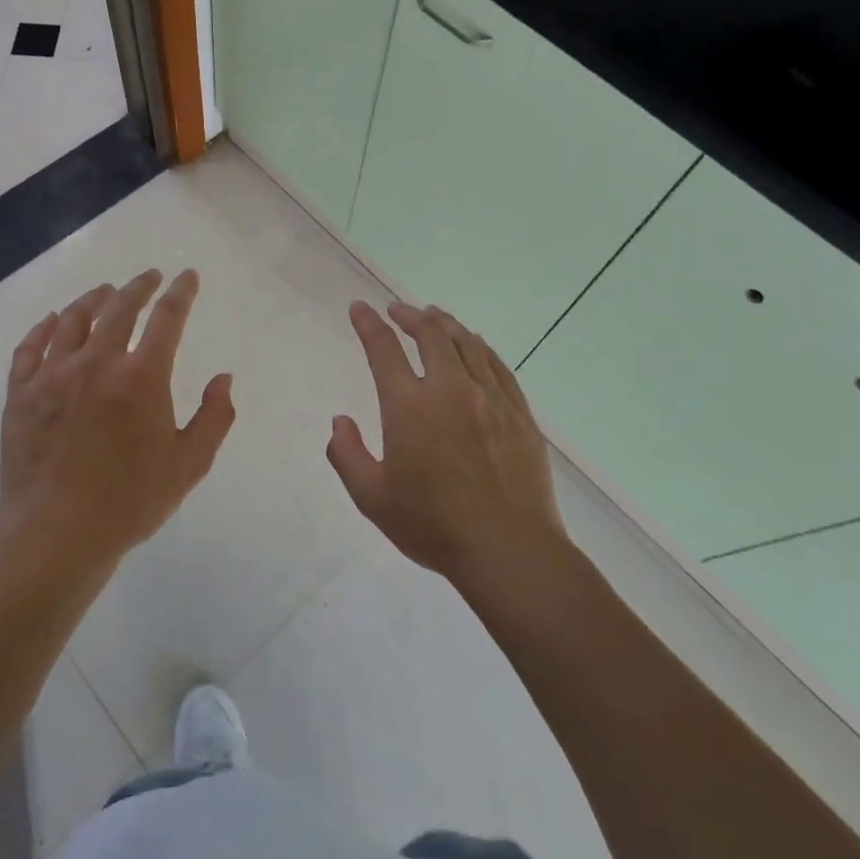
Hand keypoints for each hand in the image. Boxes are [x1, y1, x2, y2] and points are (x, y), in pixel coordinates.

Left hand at [0, 269, 234, 575]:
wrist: (57, 533)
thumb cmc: (130, 501)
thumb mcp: (189, 464)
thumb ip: (214, 417)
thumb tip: (223, 378)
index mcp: (142, 377)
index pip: (168, 319)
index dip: (181, 293)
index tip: (187, 276)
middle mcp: (97, 363)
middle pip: (120, 308)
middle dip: (139, 286)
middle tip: (149, 276)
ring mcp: (53, 375)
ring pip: (72, 320)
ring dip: (92, 299)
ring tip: (104, 292)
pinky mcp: (21, 393)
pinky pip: (30, 347)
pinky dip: (43, 328)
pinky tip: (51, 320)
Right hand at [327, 301, 563, 585]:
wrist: (508, 550)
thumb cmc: (433, 525)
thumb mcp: (372, 497)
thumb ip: (347, 454)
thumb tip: (340, 422)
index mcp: (409, 406)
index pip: (383, 349)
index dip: (368, 324)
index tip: (359, 308)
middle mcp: (449, 389)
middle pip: (430, 333)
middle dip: (409, 314)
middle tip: (397, 310)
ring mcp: (490, 398)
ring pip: (466, 343)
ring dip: (444, 323)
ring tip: (433, 317)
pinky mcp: (519, 413)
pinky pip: (497, 365)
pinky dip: (479, 346)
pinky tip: (475, 345)